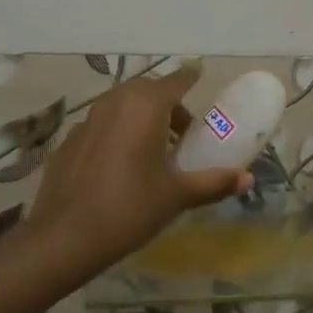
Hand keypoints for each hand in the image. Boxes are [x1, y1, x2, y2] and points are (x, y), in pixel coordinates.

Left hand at [23, 67, 251, 284]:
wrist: (65, 236)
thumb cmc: (130, 208)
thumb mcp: (176, 196)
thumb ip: (213, 182)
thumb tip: (247, 178)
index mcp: (146, 106)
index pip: (176, 80)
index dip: (190, 78)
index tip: (200, 76)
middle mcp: (116, 102)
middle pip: (148, 91)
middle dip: (167, 104)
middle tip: (182, 134)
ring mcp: (88, 119)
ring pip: (122, 105)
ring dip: (141, 117)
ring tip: (154, 151)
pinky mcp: (70, 139)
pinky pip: (102, 125)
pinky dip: (117, 133)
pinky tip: (120, 166)